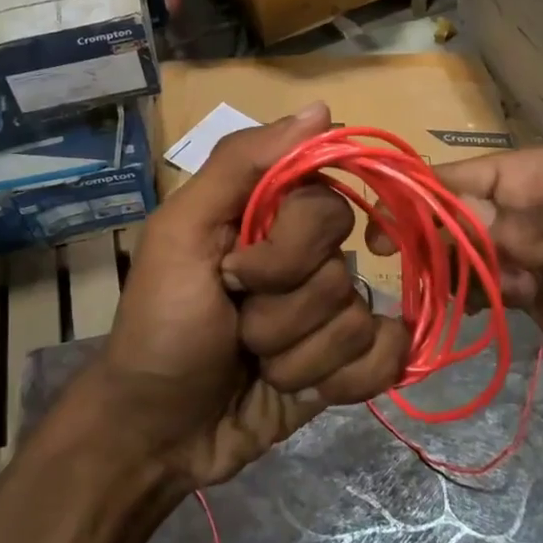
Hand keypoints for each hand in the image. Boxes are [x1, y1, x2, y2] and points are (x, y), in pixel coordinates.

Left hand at [86, 104, 408, 488]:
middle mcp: (307, 259)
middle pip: (343, 269)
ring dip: (295, 357)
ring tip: (254, 366)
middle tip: (237, 327)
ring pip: (358, 322)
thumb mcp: (180, 233)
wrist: (158, 432)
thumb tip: (323, 111)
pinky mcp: (345, 366)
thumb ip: (241, 164)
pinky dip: (342, 382)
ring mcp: (328, 314)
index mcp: (270, 218)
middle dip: (282, 312)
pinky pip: (384, 359)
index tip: (236, 273)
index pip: (328, 206)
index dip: (289, 249)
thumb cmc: (160, 325)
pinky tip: (300, 392)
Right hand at [375, 148, 542, 397]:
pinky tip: (436, 316)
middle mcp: (537, 217)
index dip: (431, 189)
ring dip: (437, 272)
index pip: (479, 176)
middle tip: (392, 263)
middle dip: (425, 234)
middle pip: (463, 220)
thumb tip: (488, 236)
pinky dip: (464, 306)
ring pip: (470, 262)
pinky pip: (495, 302)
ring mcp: (541, 266)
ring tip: (404, 292)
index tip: (387, 215)